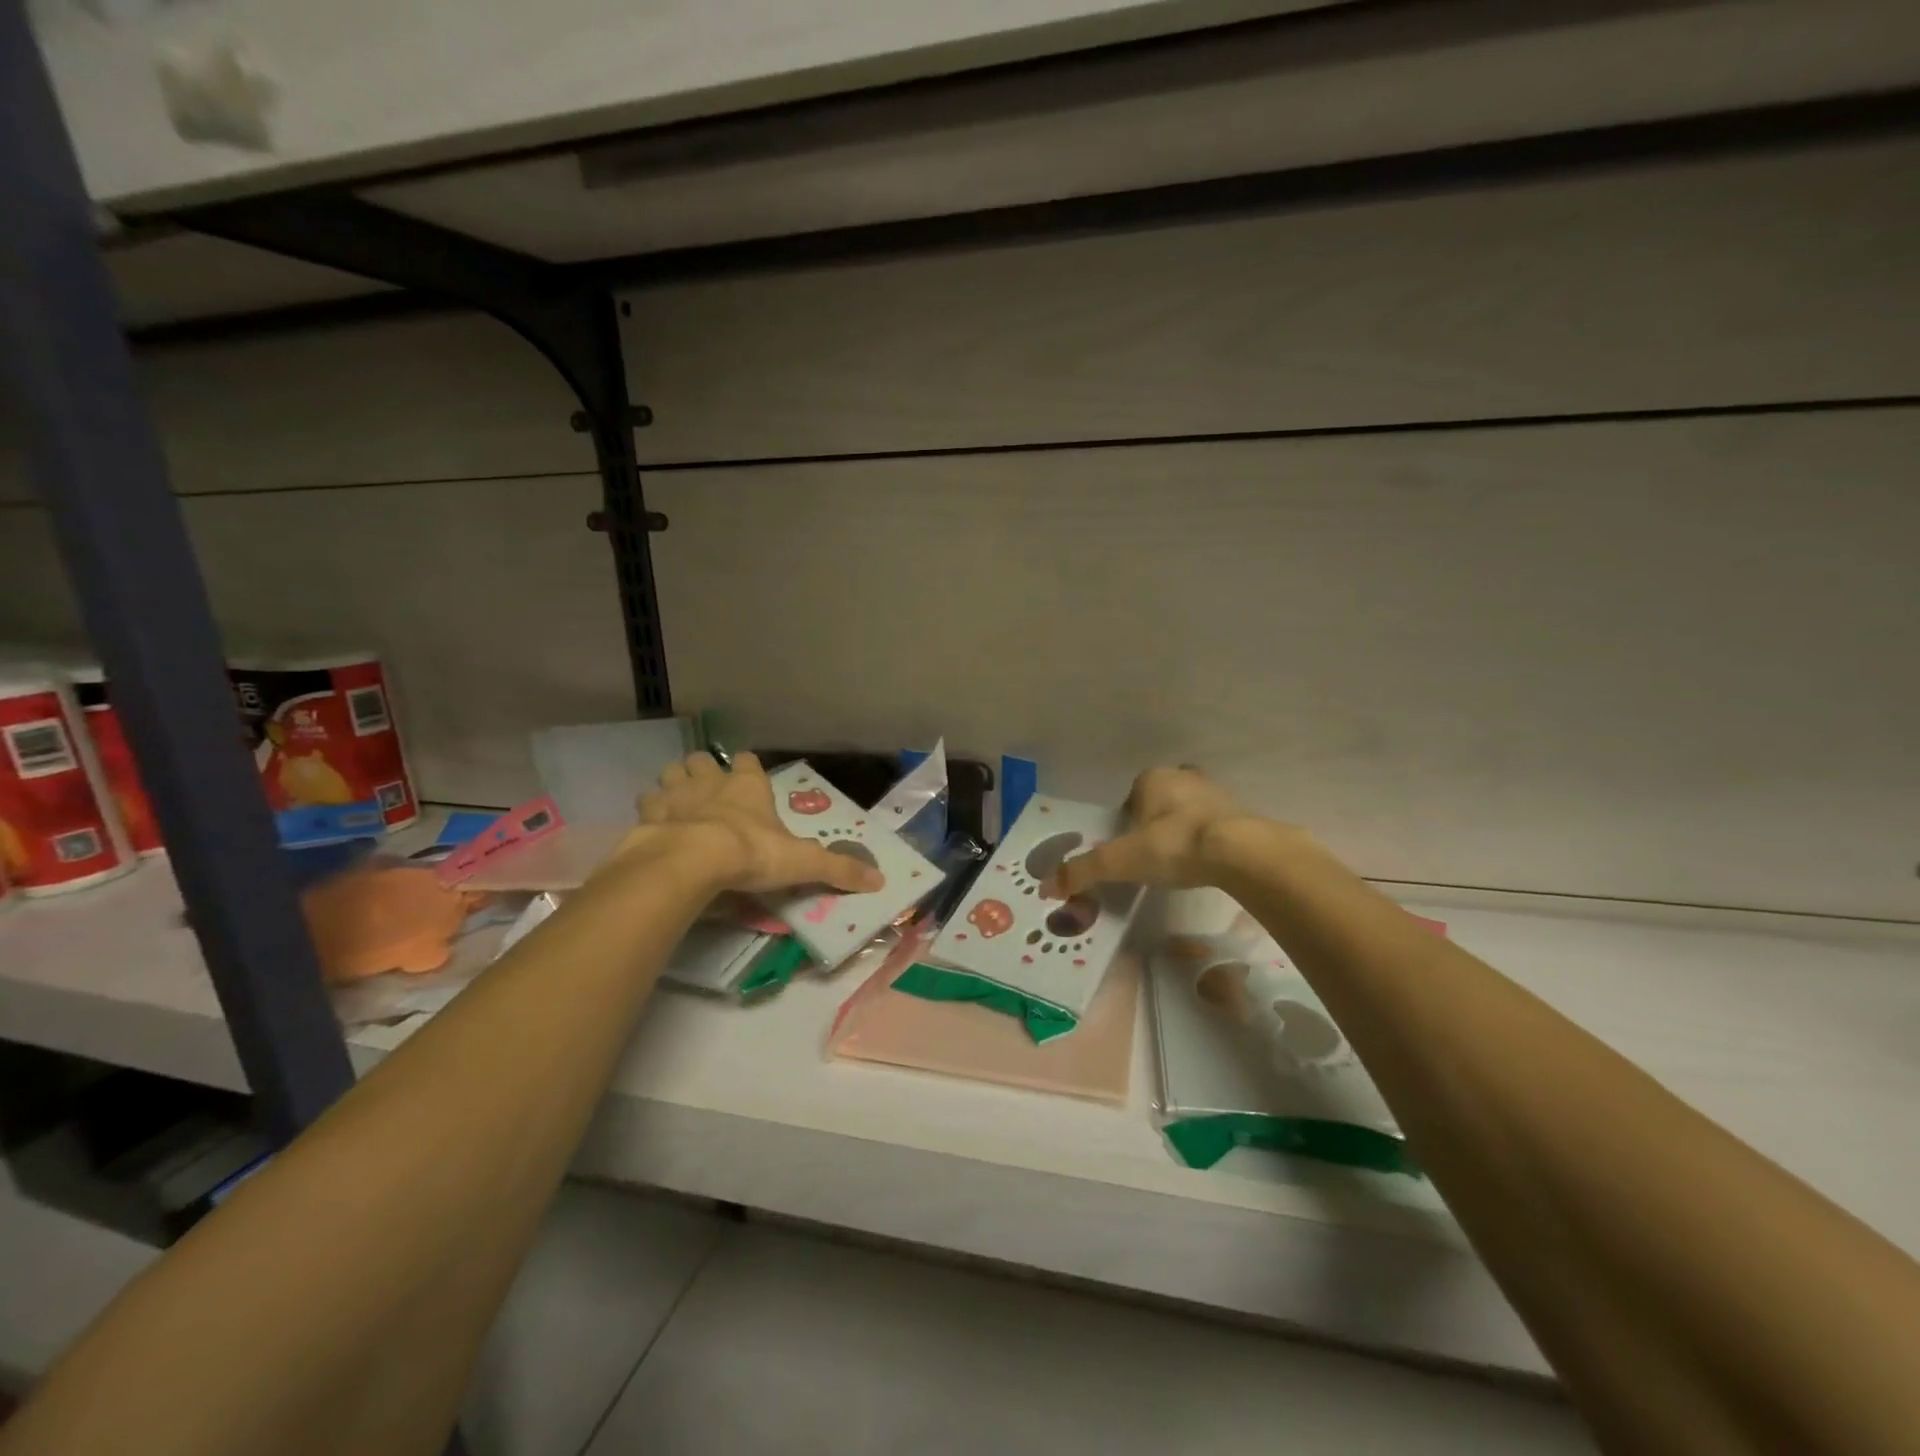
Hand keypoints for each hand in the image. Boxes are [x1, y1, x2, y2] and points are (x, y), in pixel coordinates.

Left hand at [635, 751, 883, 895]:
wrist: (690, 861)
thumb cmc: (750, 853)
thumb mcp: (802, 862)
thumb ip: (838, 869)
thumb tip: (880, 879)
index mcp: (748, 785)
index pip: (749, 761)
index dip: (749, 770)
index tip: (750, 783)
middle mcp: (711, 781)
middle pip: (702, 761)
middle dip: (703, 771)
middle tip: (708, 794)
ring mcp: (675, 795)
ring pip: (670, 774)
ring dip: (673, 786)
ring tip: (678, 806)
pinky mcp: (647, 816)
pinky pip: (644, 805)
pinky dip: (648, 813)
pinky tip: (653, 828)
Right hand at [1047, 765, 1279, 895]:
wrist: (1239, 852)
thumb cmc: (1173, 845)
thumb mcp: (1121, 861)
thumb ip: (1084, 871)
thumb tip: (1047, 886)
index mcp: (1152, 779)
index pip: (1131, 797)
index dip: (1127, 823)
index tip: (1130, 849)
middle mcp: (1184, 777)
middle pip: (1161, 800)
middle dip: (1156, 821)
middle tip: (1154, 854)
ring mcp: (1216, 792)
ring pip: (1190, 809)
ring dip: (1184, 828)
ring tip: (1181, 861)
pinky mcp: (1241, 812)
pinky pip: (1216, 824)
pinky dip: (1209, 839)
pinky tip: (1207, 863)